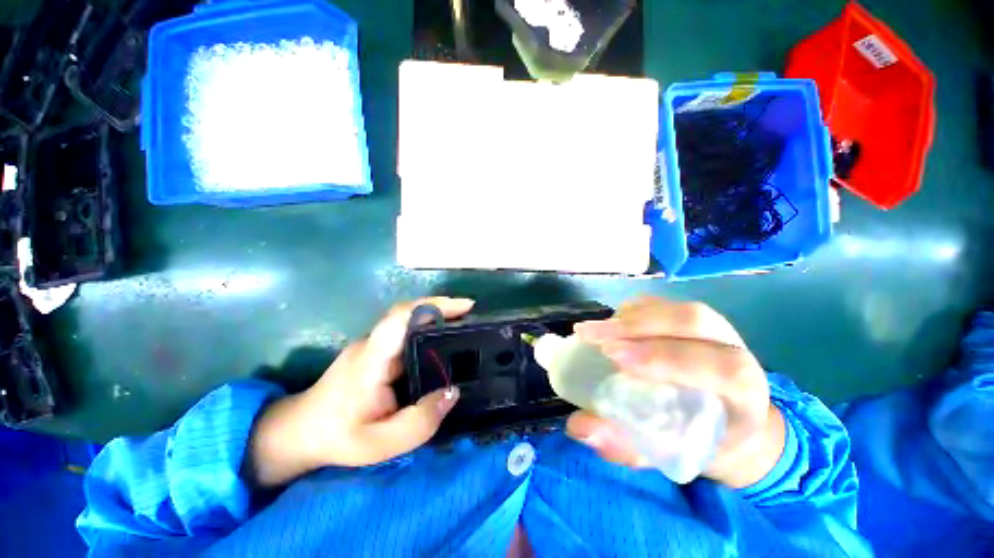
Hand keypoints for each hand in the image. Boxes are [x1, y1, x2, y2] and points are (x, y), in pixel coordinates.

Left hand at [248, 297, 473, 486]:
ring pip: (408, 322)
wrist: (299, 433)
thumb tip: (453, 392)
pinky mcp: (376, 351)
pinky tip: (443, 343)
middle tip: (473, 314)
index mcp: (372, 358)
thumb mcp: (380, 444)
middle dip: (443, 308)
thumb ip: (419, 422)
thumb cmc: (337, 437)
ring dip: (437, 317)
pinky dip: (428, 330)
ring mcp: (373, 345)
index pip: (401, 317)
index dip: (434, 306)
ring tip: (466, 326)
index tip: (464, 306)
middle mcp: (373, 343)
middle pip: (409, 313)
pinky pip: (406, 333)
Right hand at [566, 296, 784, 488]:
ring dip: (629, 318)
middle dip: (637, 327)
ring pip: (674, 310)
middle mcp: (735, 350)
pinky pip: (661, 305)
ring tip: (594, 331)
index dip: (667, 359)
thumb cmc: (702, 440)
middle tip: (592, 337)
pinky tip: (609, 323)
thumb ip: (626, 444)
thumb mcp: (668, 454)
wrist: (729, 419)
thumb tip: (581, 426)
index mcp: (745, 394)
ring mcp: (713, 328)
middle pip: (693, 322)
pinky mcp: (688, 318)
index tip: (615, 359)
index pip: (720, 368)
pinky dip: (631, 311)